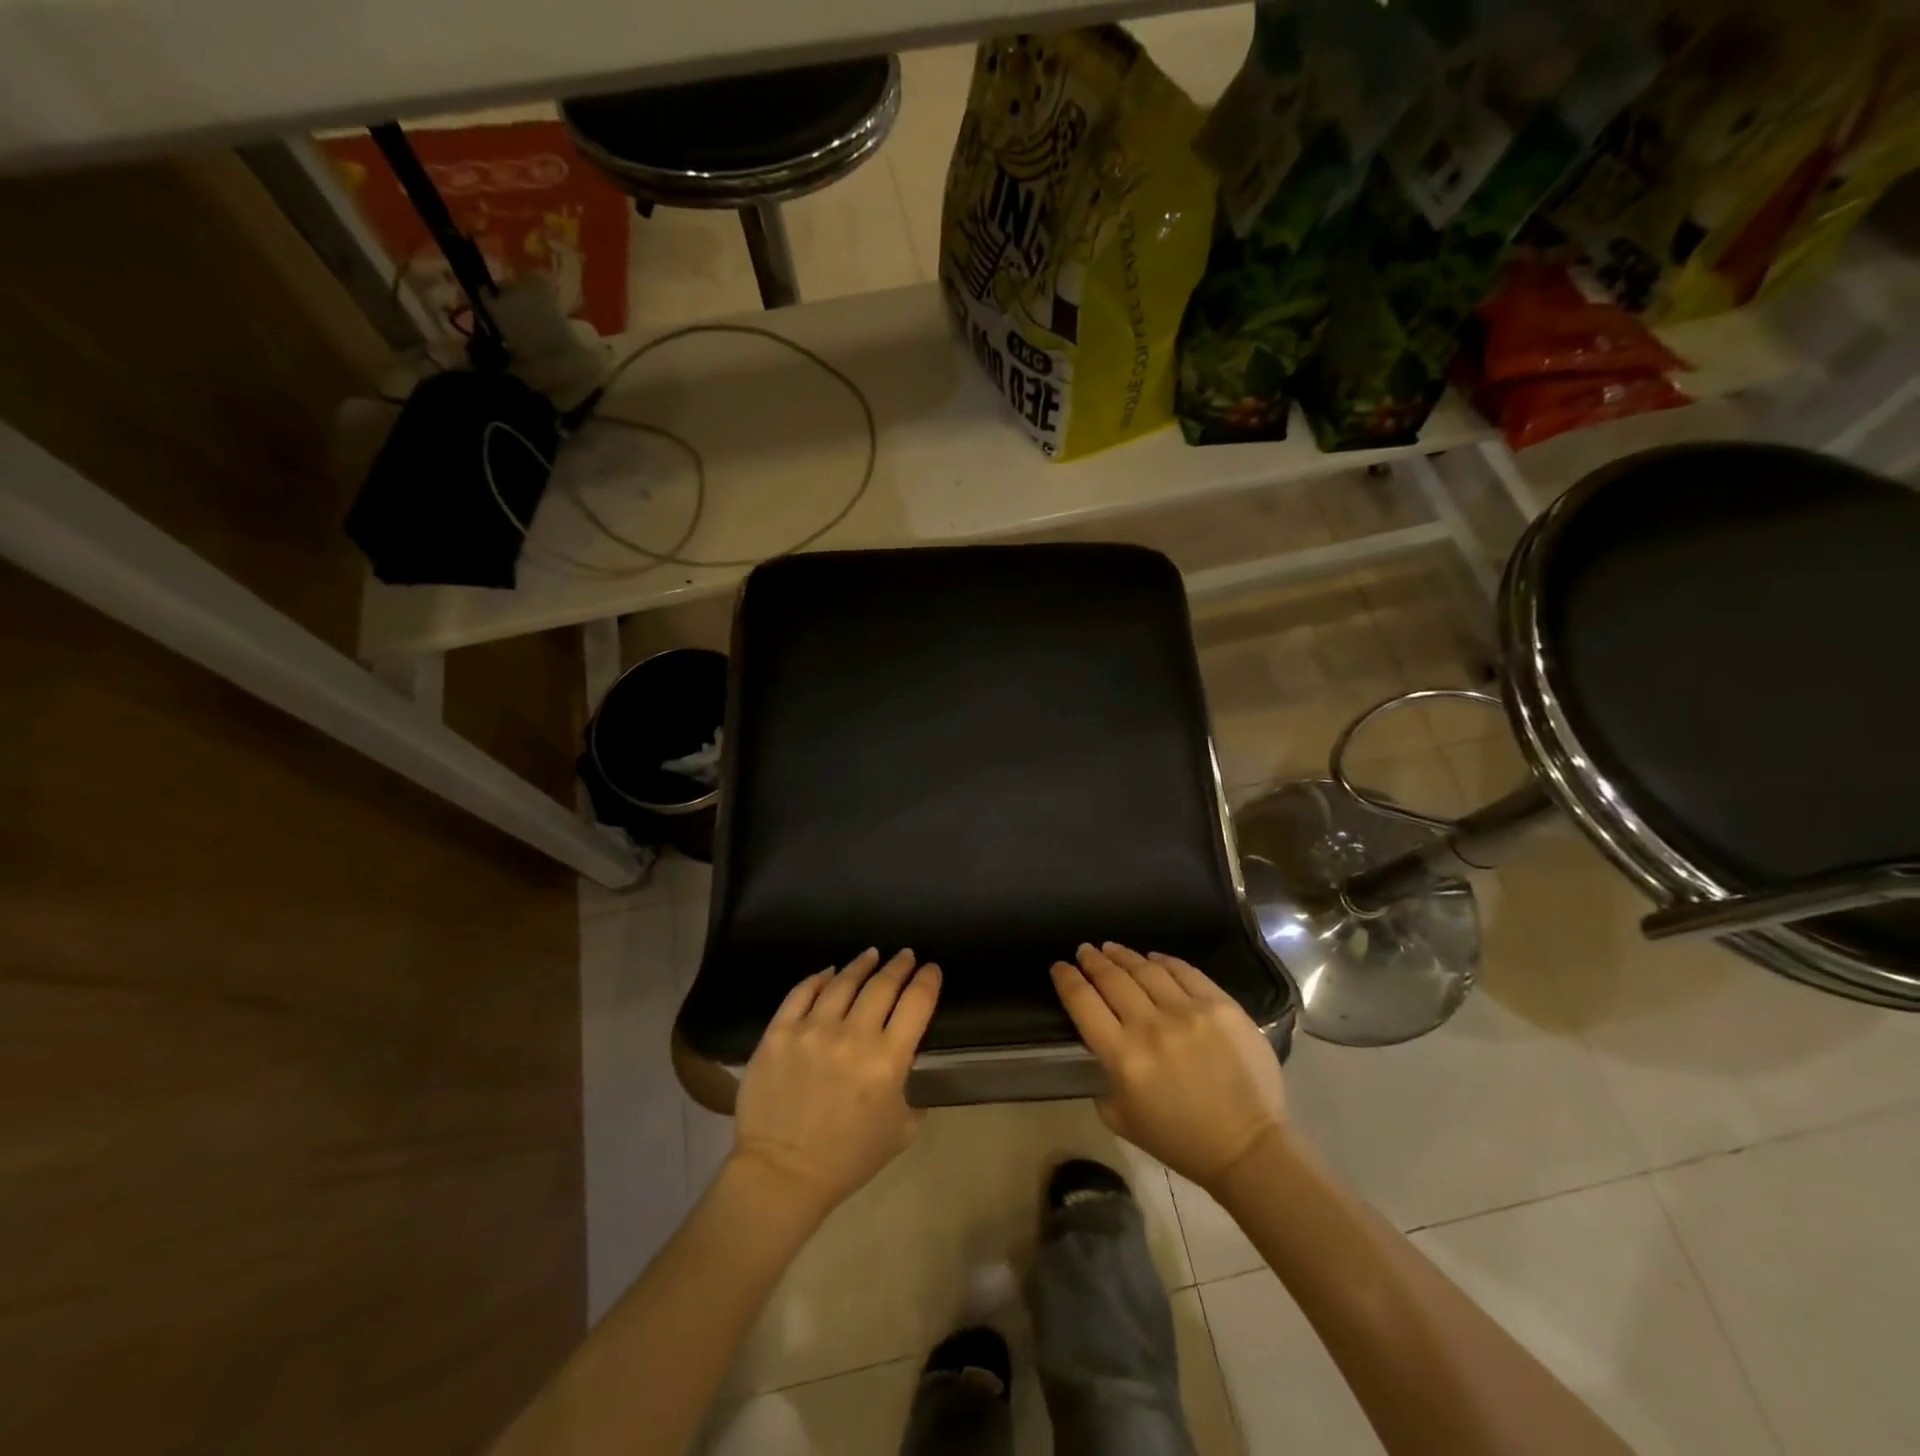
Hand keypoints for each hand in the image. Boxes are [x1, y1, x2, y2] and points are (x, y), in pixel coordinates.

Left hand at [730, 948, 940, 1218]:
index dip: (927, 981)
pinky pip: (802, 992)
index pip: (916, 1003)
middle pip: (882, 985)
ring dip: (861, 965)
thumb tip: (906, 1062)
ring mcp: (813, 1030)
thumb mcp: (900, 1130)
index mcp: (888, 1061)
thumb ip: (911, 1091)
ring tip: (870, 955)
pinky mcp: (779, 1033)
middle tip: (905, 955)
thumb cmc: (848, 1158)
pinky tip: (829, 973)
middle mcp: (853, 1036)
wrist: (782, 1174)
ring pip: (843, 982)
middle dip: (899, 966)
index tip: (931, 969)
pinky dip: (818, 978)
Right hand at [1052, 942, 1286, 1191]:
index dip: (1066, 980)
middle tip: (1084, 950)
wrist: (1248, 1147)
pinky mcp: (1221, 1006)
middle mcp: (1150, 1026)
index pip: (1083, 1003)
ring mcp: (1188, 1012)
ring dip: (1123, 956)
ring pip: (1146, 969)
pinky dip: (1164, 961)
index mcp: (1122, 1057)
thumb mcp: (1123, 1120)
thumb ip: (1104, 1082)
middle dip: (1092, 961)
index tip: (1059, 967)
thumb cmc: (1181, 1141)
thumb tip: (1104, 1051)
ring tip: (1112, 948)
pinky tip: (1153, 958)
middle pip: (1111, 979)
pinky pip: (1185, 972)